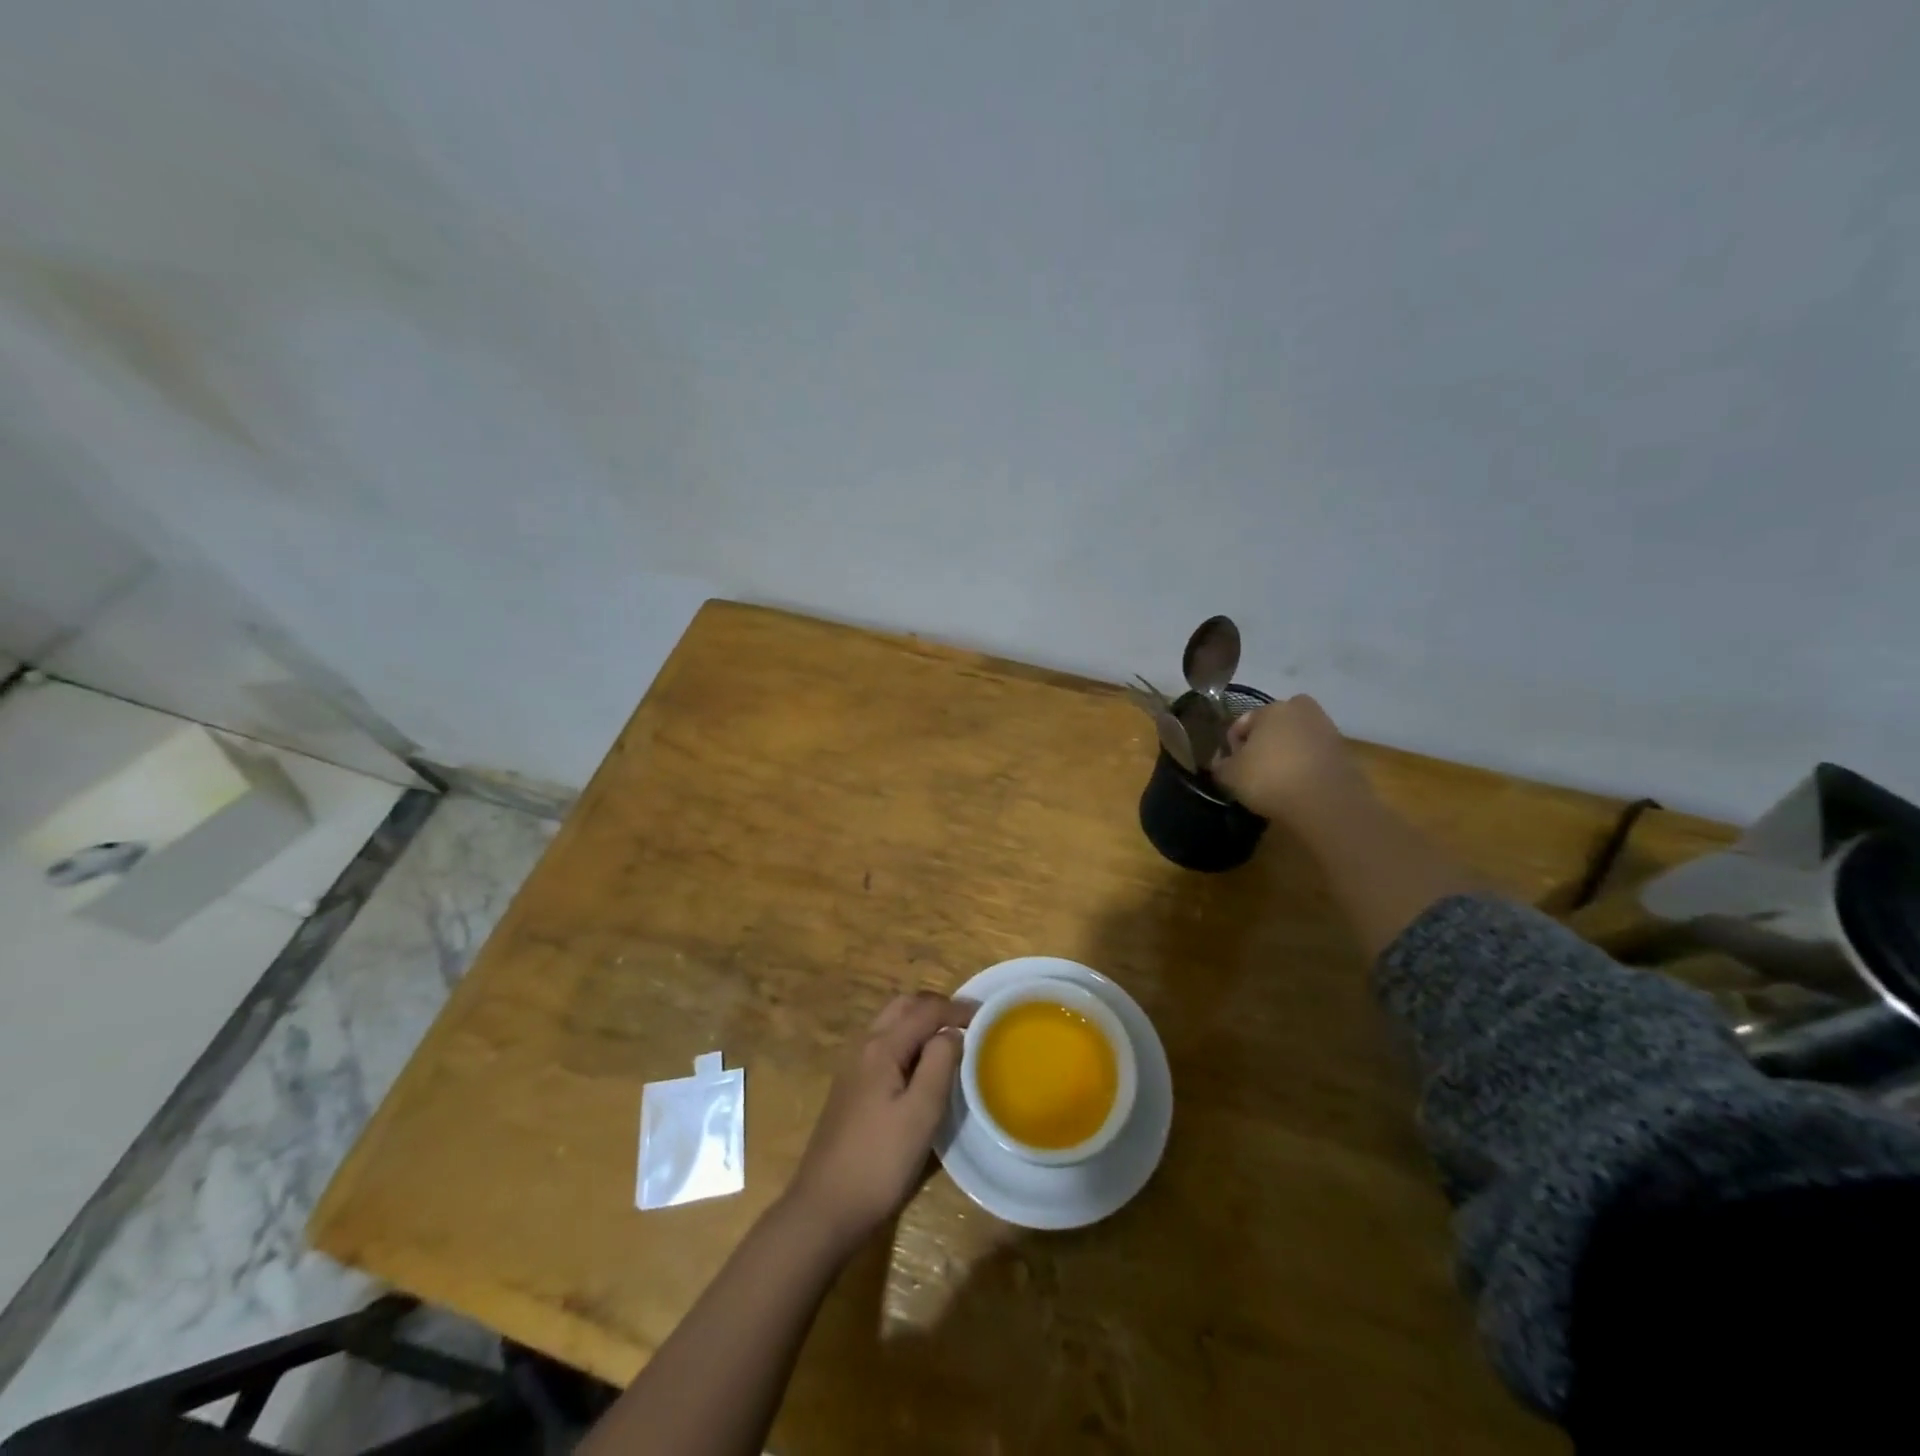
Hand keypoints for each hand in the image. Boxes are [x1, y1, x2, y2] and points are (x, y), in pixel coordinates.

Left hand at [782, 992, 972, 1253]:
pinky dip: (908, 1040)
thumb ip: (939, 1064)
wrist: (824, 1208)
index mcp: (882, 1047)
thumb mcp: (921, 1114)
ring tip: (950, 1040)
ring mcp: (853, 1067)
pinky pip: (884, 1045)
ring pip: (891, 1024)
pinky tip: (921, 1066)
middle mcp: (864, 1047)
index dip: (957, 1008)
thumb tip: (953, 1032)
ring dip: (921, 1021)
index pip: (925, 1010)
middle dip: (936, 1007)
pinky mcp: (851, 1088)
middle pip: (903, 1007)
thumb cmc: (879, 1161)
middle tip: (967, 1022)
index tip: (987, 1016)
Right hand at [1212, 694, 1372, 824]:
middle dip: (1263, 742)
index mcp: (1272, 708)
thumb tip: (1220, 761)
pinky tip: (1297, 786)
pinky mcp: (1344, 752)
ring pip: (1296, 739)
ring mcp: (1327, 729)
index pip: (1242, 723)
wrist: (1326, 803)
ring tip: (1276, 779)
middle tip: (1254, 768)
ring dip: (1286, 753)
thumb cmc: (1270, 779)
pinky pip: (1314, 755)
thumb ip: (1220, 765)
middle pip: (1273, 726)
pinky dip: (1305, 766)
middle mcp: (1302, 710)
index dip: (1232, 745)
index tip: (1230, 767)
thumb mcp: (1230, 775)